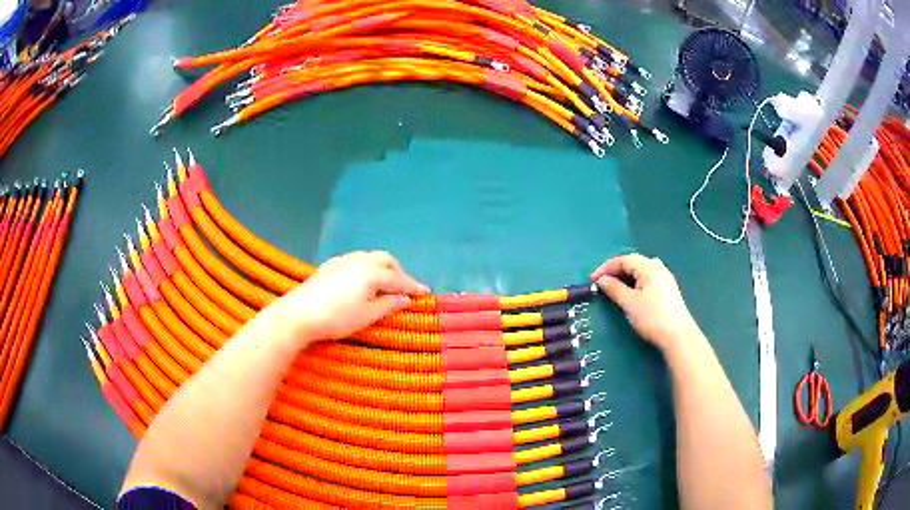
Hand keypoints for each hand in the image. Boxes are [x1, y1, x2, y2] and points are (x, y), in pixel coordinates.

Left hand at [268, 251, 429, 346]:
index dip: (413, 287)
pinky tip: (361, 282)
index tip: (426, 294)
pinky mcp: (330, 265)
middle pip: (386, 260)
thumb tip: (405, 299)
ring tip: (384, 286)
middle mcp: (360, 261)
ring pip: (370, 258)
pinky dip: (366, 269)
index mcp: (372, 273)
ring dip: (382, 269)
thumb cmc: (336, 318)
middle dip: (398, 273)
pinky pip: (356, 261)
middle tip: (404, 289)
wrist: (298, 314)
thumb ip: (388, 305)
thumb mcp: (366, 316)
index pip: (399, 279)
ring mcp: (343, 260)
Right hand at [591, 253, 699, 353]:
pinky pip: (648, 278)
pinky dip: (635, 282)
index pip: (624, 259)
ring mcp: (665, 279)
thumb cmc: (652, 317)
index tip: (592, 279)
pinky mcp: (668, 290)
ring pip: (642, 270)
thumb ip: (614, 289)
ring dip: (626, 276)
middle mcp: (659, 268)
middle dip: (616, 270)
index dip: (606, 267)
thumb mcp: (629, 303)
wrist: (678, 336)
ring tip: (615, 287)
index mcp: (649, 268)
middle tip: (603, 282)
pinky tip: (632, 293)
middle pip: (634, 262)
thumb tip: (602, 280)